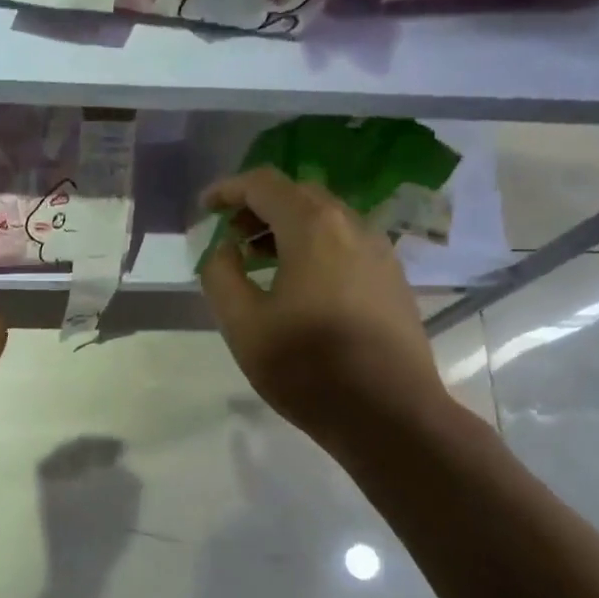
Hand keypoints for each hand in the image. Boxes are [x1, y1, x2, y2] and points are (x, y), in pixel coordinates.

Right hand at [198, 167, 448, 456]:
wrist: (389, 413)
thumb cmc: (308, 367)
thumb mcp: (243, 324)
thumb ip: (221, 276)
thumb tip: (225, 250)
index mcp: (313, 228)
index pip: (264, 184)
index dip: (229, 189)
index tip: (206, 208)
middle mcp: (352, 225)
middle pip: (299, 195)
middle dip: (259, 206)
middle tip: (231, 235)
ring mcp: (379, 251)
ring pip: (326, 218)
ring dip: (287, 226)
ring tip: (259, 259)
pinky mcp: (392, 278)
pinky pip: (346, 243)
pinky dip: (314, 246)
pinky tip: (299, 283)